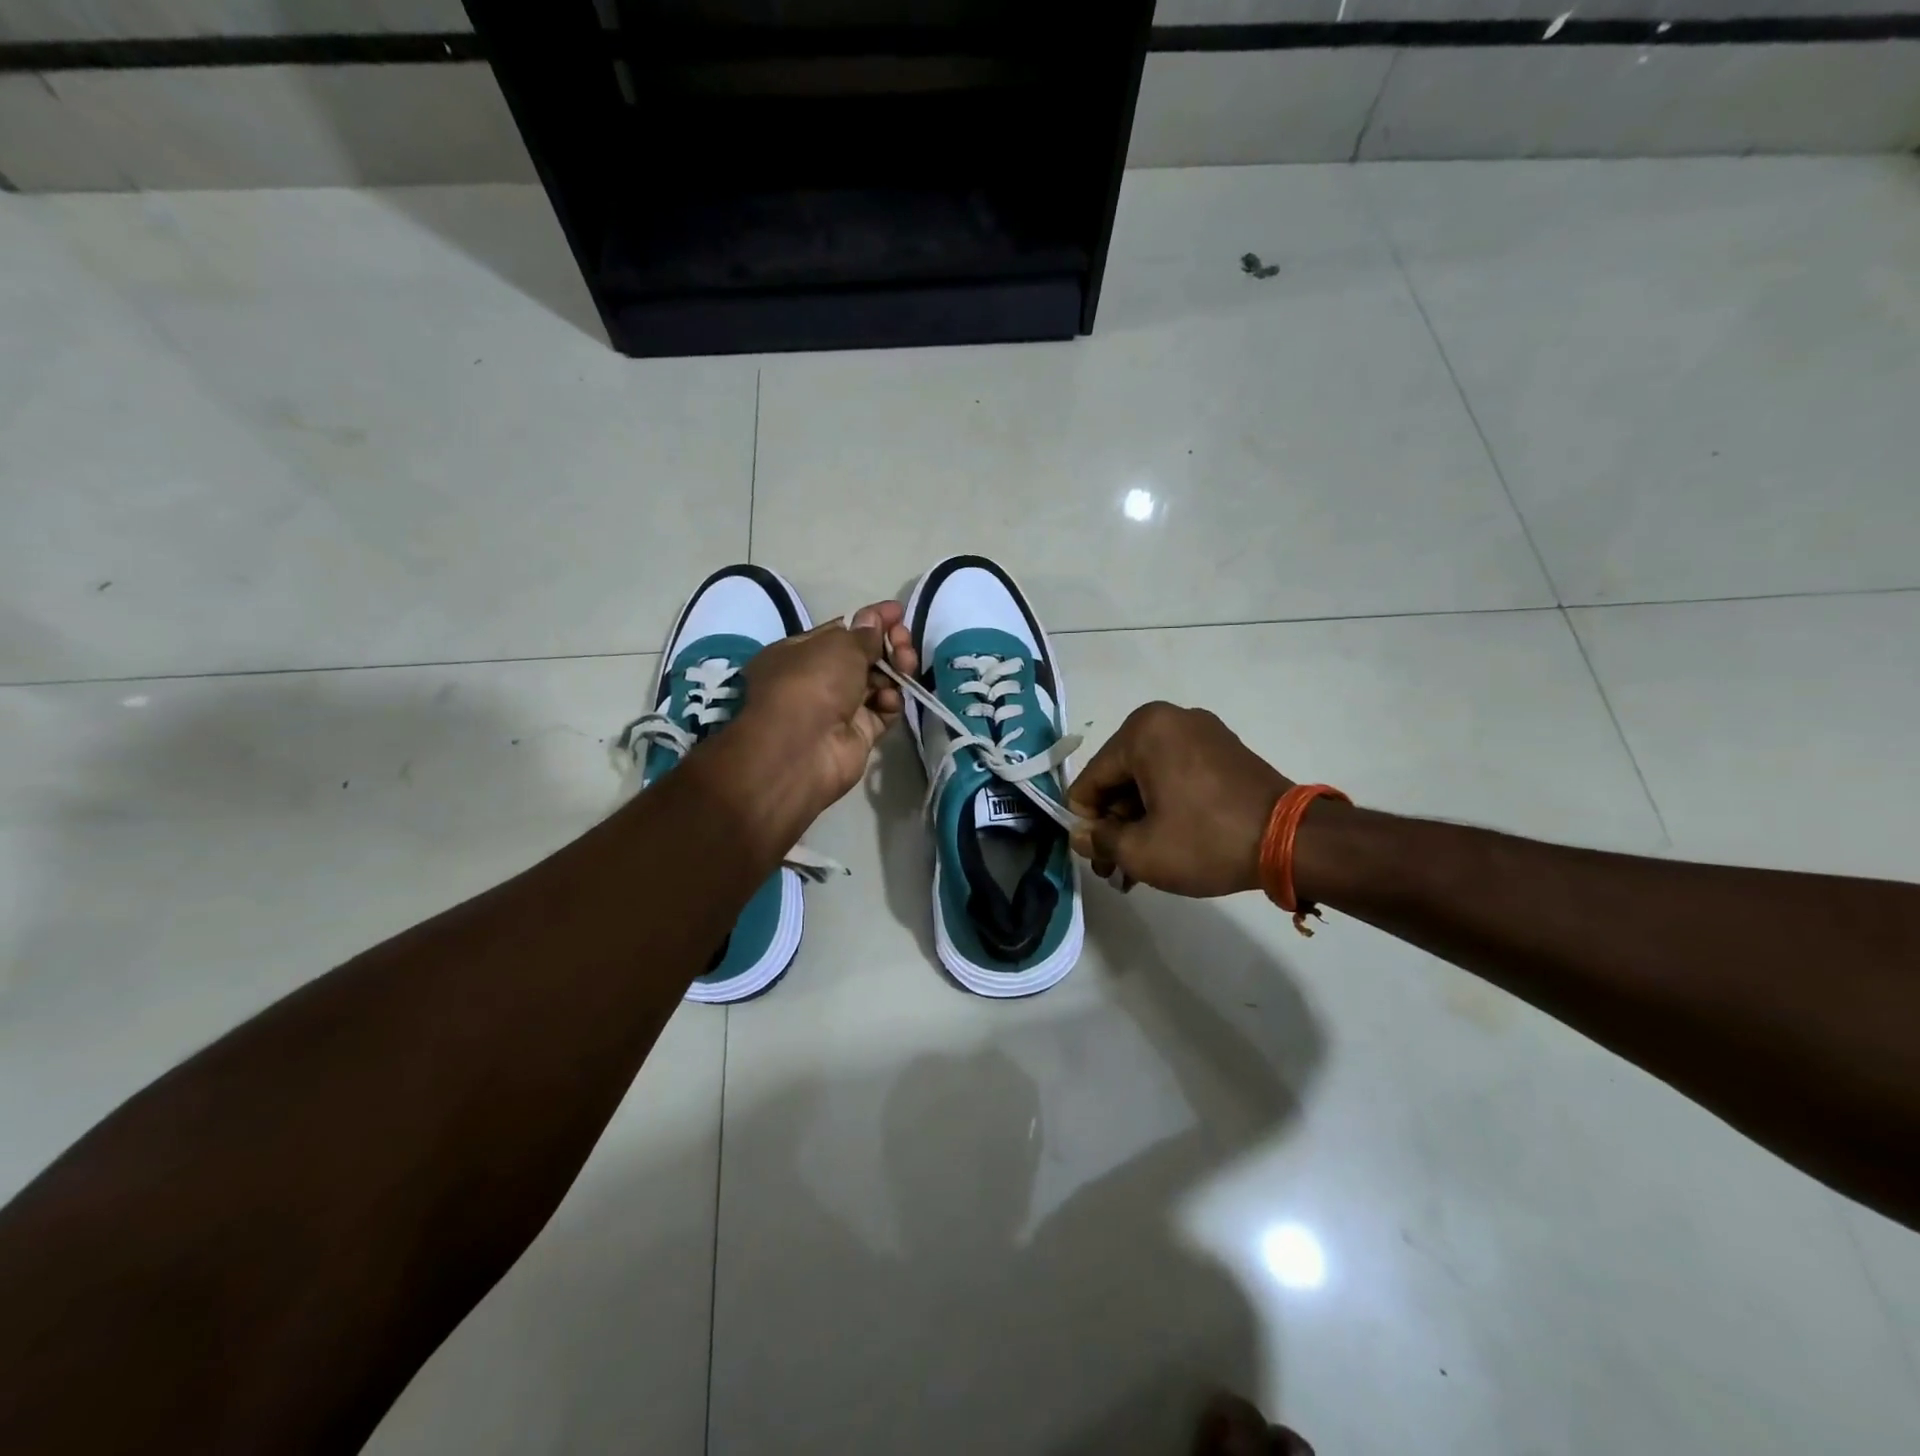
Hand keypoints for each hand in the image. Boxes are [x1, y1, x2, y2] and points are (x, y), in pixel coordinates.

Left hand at [724, 601, 918, 829]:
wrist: (800, 750)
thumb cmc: (811, 683)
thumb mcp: (837, 646)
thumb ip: (863, 634)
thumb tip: (873, 620)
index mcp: (799, 653)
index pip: (840, 631)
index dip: (870, 620)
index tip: (899, 612)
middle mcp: (817, 680)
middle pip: (861, 657)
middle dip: (887, 645)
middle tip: (904, 641)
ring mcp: (838, 709)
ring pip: (876, 683)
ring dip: (894, 671)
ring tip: (906, 665)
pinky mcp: (858, 735)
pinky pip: (881, 712)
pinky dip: (890, 703)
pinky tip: (891, 698)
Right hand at [1066, 702, 1292, 897]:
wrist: (1292, 841)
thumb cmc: (1206, 840)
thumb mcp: (1141, 851)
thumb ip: (1100, 841)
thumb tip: (1082, 835)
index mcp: (1142, 731)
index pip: (1091, 780)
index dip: (1086, 822)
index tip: (1097, 858)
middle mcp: (1168, 720)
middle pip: (1120, 778)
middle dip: (1115, 825)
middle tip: (1117, 869)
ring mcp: (1201, 732)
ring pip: (1148, 780)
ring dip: (1139, 821)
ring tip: (1139, 867)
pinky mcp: (1223, 750)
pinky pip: (1176, 775)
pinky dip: (1166, 807)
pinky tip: (1166, 845)